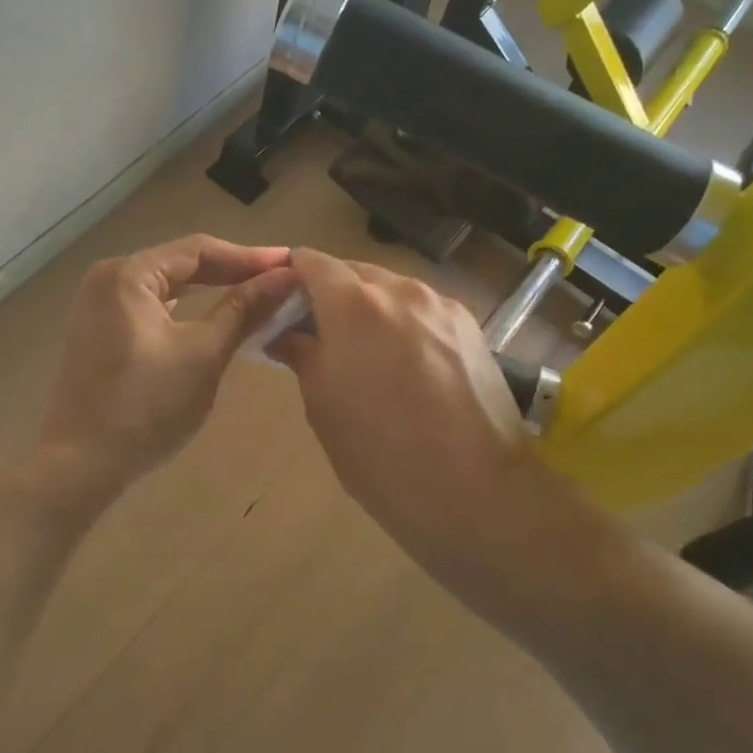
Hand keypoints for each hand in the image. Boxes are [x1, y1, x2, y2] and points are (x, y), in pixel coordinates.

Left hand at [35, 235, 298, 504]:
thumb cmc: (147, 406)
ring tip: (254, 296)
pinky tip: (210, 318)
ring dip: (208, 291)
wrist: (80, 463)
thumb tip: (286, 277)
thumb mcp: (204, 354)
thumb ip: (244, 310)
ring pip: (165, 288)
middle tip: (279, 281)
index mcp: (129, 274)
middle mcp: (108, 279)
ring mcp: (98, 308)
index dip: (249, 257)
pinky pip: (150, 309)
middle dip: (230, 272)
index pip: (198, 250)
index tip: (291, 264)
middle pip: (180, 265)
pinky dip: (184, 311)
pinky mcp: (99, 334)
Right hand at [269, 248, 544, 583]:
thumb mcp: (323, 405)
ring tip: (363, 352)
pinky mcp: (471, 327)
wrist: (474, 490)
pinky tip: (404, 363)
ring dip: (369, 308)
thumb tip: (285, 334)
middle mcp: (400, 290)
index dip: (291, 275)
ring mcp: (442, 306)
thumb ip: (301, 354)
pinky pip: (423, 310)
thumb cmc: (380, 453)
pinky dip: (403, 323)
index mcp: (354, 304)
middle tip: (316, 334)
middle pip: (354, 272)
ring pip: (392, 290)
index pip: (312, 262)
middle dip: (330, 294)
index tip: (278, 302)